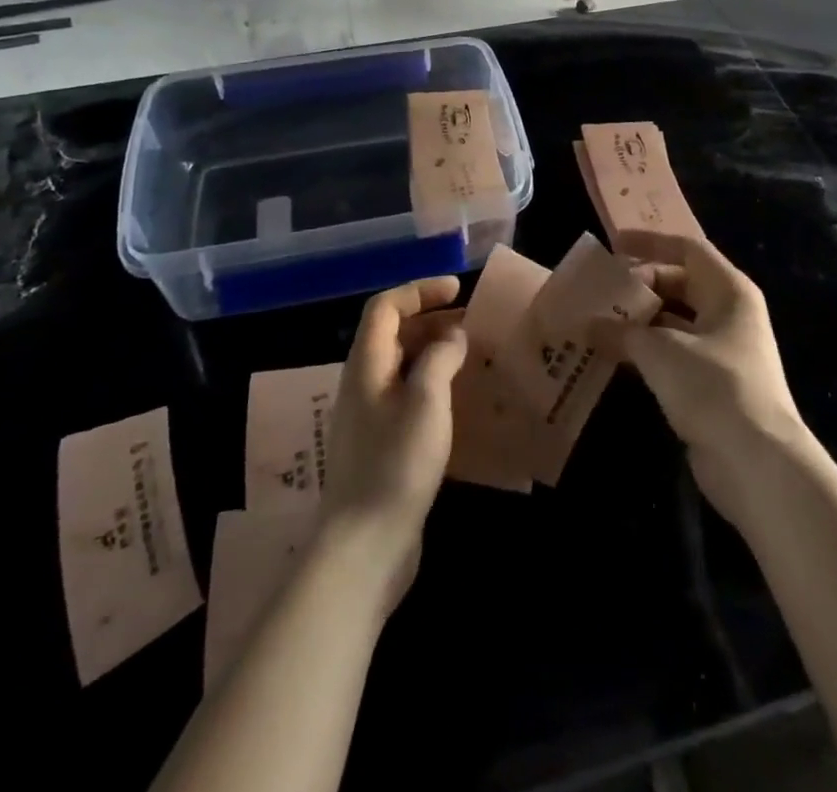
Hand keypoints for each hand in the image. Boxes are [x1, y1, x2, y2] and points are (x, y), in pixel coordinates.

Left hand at [320, 277, 467, 607]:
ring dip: (434, 352)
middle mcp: (364, 383)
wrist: (365, 547)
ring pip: (402, 365)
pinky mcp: (382, 444)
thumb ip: (440, 359)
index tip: (457, 289)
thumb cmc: (396, 465)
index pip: (386, 307)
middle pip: (393, 333)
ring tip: (472, 356)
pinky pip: (408, 395)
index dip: (419, 291)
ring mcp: (371, 416)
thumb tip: (452, 337)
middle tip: (472, 323)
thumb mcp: (426, 402)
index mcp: (367, 365)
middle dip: (431, 319)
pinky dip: (433, 384)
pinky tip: (461, 400)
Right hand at [616, 231, 811, 521]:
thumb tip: (589, 324)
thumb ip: (622, 331)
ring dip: (639, 321)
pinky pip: (673, 354)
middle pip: (680, 284)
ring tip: (597, 322)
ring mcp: (723, 351)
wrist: (757, 463)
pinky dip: (646, 352)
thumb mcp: (660, 350)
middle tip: (600, 291)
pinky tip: (614, 357)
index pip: (687, 249)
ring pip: (674, 322)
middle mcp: (729, 314)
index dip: (650, 243)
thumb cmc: (713, 386)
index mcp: (728, 291)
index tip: (613, 245)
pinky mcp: (712, 385)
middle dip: (640, 286)